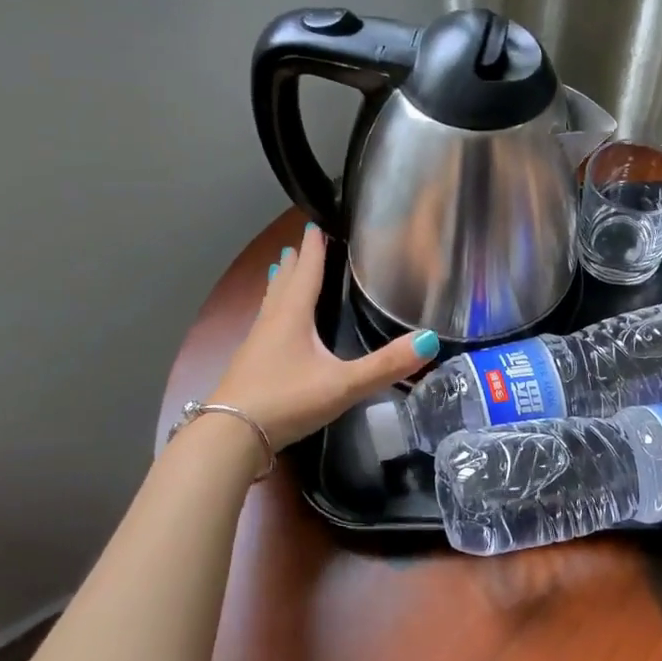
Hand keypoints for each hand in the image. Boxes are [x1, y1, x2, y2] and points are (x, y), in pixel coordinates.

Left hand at [209, 222, 437, 448]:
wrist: (231, 436)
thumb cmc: (287, 401)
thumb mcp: (343, 384)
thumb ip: (386, 365)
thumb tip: (430, 340)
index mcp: (293, 316)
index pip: (307, 272)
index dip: (314, 248)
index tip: (316, 224)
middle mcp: (272, 322)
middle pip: (285, 283)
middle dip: (296, 262)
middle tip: (302, 242)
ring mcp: (256, 344)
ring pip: (271, 303)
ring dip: (281, 284)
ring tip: (283, 270)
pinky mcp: (249, 365)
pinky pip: (266, 325)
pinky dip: (275, 312)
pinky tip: (276, 326)